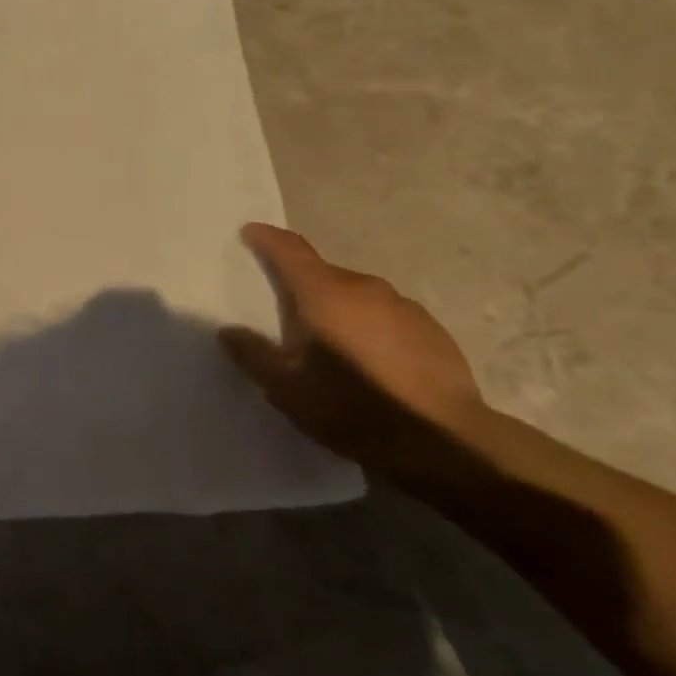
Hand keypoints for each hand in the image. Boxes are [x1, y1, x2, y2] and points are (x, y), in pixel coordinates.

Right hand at [220, 223, 493, 472]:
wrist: (446, 442)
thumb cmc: (354, 409)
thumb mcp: (287, 390)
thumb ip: (253, 355)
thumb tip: (228, 331)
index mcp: (325, 294)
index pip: (291, 250)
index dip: (268, 238)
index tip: (251, 232)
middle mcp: (364, 288)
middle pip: (323, 273)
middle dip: (302, 283)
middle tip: (286, 311)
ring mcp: (403, 306)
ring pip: (358, 295)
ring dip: (338, 307)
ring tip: (330, 341)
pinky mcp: (432, 330)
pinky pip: (387, 315)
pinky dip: (369, 325)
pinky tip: (370, 359)